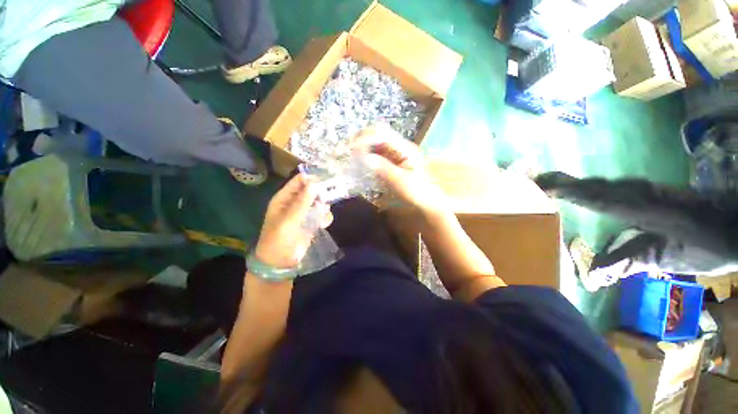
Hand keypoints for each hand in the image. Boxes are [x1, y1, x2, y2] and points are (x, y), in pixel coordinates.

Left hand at [254, 174, 332, 268]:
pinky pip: (322, 214)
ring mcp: (304, 213)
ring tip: (323, 213)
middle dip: (321, 192)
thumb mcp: (288, 220)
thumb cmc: (279, 240)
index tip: (326, 179)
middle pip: (311, 190)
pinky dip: (325, 217)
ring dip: (324, 206)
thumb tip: (314, 183)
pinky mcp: (311, 222)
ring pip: (319, 202)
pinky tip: (323, 224)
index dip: (312, 178)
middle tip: (332, 194)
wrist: (279, 263)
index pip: (299, 181)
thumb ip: (302, 203)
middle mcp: (294, 203)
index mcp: (284, 198)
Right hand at [351, 125, 447, 213]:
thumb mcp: (400, 181)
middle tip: (346, 149)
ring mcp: (397, 152)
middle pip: (378, 134)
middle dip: (361, 138)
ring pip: (376, 142)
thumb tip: (363, 157)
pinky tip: (359, 160)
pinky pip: (378, 153)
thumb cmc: (417, 192)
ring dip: (362, 146)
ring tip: (349, 153)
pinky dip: (367, 155)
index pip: (382, 134)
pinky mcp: (393, 160)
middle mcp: (400, 146)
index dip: (365, 138)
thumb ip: (382, 168)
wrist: (427, 201)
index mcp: (405, 148)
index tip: (351, 149)